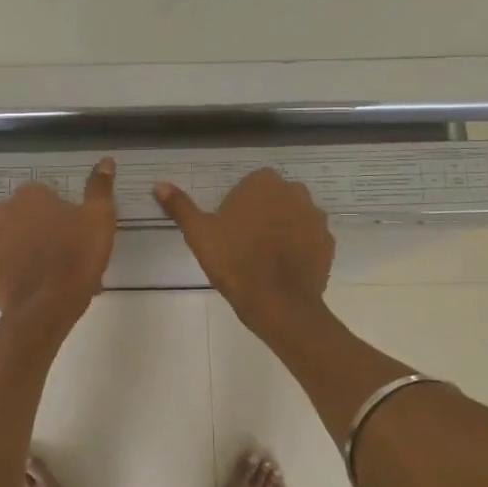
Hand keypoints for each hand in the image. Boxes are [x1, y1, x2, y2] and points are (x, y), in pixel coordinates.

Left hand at [0, 158, 117, 321]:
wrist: (50, 304)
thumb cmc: (78, 255)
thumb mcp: (99, 218)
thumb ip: (100, 187)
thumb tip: (106, 160)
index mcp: (29, 195)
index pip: (43, 198)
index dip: (59, 217)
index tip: (72, 236)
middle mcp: (1, 211)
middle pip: (19, 218)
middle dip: (34, 232)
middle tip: (58, 256)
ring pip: (2, 241)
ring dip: (15, 251)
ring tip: (40, 275)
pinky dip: (0, 272)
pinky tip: (19, 284)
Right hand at [154, 168, 332, 330]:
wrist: (278, 303)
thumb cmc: (235, 262)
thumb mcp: (199, 234)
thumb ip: (180, 206)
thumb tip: (159, 184)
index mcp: (264, 183)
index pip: (250, 185)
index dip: (238, 206)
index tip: (228, 230)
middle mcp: (295, 192)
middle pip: (274, 198)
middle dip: (262, 214)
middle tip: (243, 244)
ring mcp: (316, 217)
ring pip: (294, 217)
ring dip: (282, 230)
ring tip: (264, 259)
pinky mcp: (328, 242)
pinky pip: (309, 239)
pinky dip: (299, 248)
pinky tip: (283, 269)